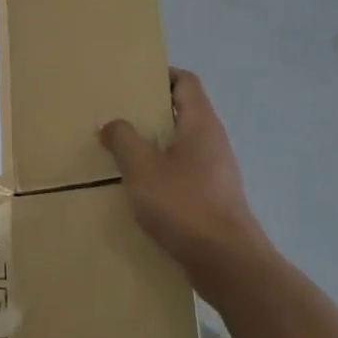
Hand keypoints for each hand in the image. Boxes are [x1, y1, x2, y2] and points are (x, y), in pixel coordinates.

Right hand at [99, 69, 271, 268]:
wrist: (227, 262)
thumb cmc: (184, 205)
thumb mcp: (142, 168)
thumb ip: (123, 139)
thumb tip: (111, 123)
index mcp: (201, 124)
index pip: (186, 82)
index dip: (161, 74)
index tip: (131, 80)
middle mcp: (212, 142)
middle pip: (182, 112)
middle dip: (150, 111)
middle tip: (116, 114)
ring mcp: (215, 172)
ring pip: (180, 144)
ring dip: (153, 143)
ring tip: (119, 149)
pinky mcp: (211, 198)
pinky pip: (182, 172)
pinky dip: (160, 170)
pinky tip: (137, 185)